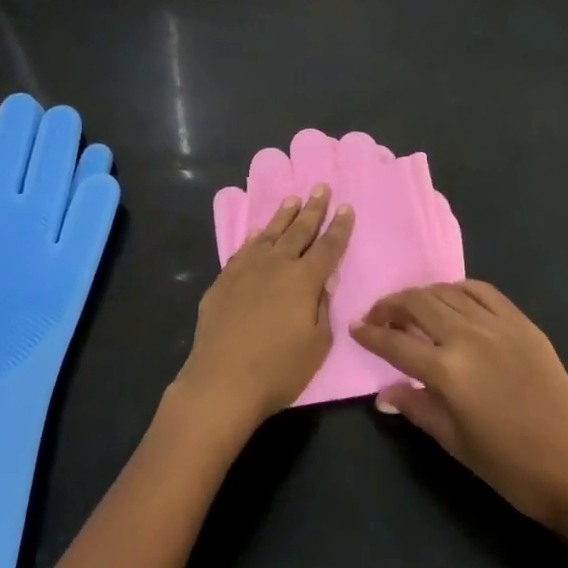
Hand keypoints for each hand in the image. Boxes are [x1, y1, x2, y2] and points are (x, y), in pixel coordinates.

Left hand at [173, 186, 353, 432]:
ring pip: (270, 234)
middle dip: (313, 209)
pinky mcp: (224, 279)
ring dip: (284, 215)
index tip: (346, 207)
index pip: (328, 247)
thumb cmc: (278, 370)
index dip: (339, 227)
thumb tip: (324, 281)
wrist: (222, 380)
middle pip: (299, 231)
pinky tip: (259, 231)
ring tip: (293, 199)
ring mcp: (247, 269)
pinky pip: (244, 249)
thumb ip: (322, 308)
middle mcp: (276, 265)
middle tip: (320, 187)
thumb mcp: (317, 345)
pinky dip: (255, 237)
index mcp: (304, 280)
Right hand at [351, 281, 567, 534]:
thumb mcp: (455, 443)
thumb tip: (384, 393)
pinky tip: (452, 300)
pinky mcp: (522, 323)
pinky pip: (483, 291)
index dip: (371, 334)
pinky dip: (460, 290)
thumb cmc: (510, 468)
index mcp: (448, 371)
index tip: (356, 328)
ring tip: (412, 308)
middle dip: (391, 306)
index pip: (396, 343)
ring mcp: (498, 325)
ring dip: (422, 295)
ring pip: (447, 292)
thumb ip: (417, 408)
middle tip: (379, 316)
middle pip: (418, 304)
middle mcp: (468, 337)